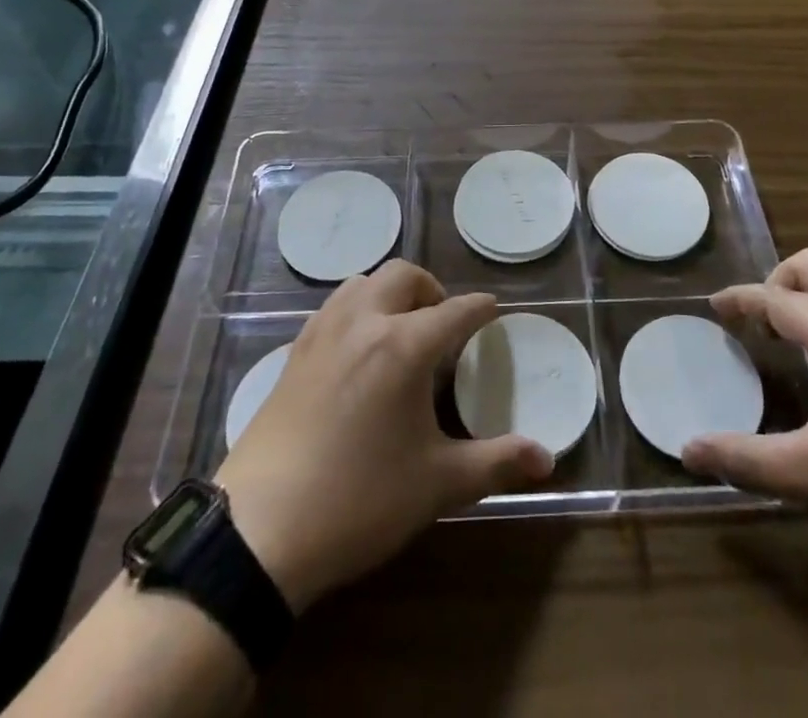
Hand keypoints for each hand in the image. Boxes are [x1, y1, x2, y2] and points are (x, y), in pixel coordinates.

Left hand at [217, 261, 552, 610]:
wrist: (260, 530)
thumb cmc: (360, 500)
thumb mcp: (437, 484)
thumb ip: (496, 462)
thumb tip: (547, 458)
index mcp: (404, 345)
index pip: (455, 310)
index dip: (480, 308)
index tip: (492, 310)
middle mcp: (364, 322)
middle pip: (403, 276)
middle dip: (431, 289)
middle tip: (442, 323)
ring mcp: (323, 333)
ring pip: (362, 282)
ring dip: (389, 293)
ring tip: (400, 329)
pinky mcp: (294, 352)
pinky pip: (333, 307)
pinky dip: (356, 310)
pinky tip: (357, 351)